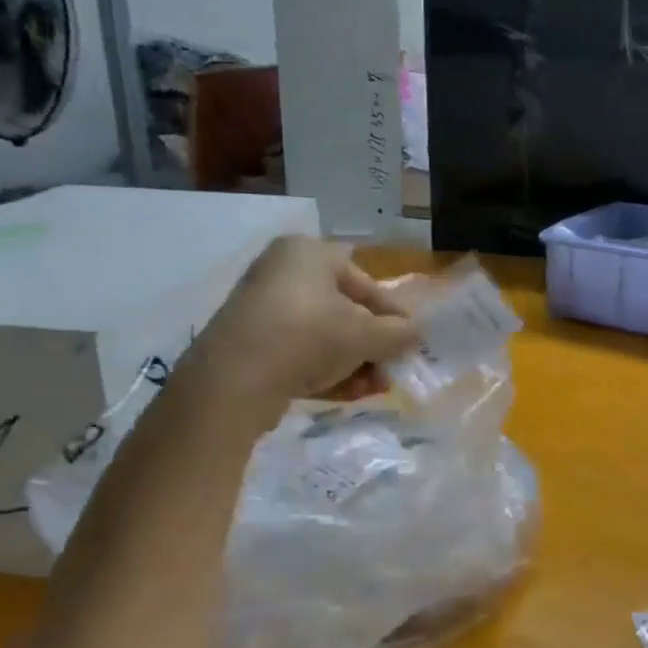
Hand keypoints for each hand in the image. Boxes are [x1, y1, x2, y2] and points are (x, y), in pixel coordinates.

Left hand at [177, 237, 420, 425]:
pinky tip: (348, 394)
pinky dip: (325, 370)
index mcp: (309, 253)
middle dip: (372, 345)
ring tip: (374, 389)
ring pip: (322, 335)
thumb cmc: (308, 337)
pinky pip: (298, 352)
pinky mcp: (249, 344)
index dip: (392, 313)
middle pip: (343, 310)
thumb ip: (397, 333)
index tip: (411, 340)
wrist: (233, 381)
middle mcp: (282, 272)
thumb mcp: (365, 335)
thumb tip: (414, 333)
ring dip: (353, 363)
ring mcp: (262, 309)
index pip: (365, 282)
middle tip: (390, 371)